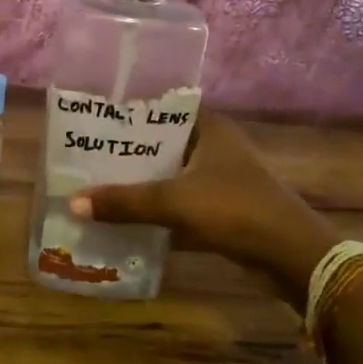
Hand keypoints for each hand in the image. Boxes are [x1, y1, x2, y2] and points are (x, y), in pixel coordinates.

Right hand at [70, 111, 332, 305]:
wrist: (289, 256)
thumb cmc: (234, 210)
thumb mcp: (174, 202)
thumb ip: (125, 202)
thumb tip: (73, 202)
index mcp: (209, 127)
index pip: (162, 107)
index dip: (130, 112)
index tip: (94, 118)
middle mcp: (214, 145)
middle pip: (162, 142)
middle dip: (128, 150)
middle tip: (86, 153)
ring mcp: (219, 177)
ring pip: (170, 172)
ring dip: (141, 180)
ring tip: (97, 181)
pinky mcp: (221, 206)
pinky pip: (179, 199)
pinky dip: (157, 205)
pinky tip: (126, 213)